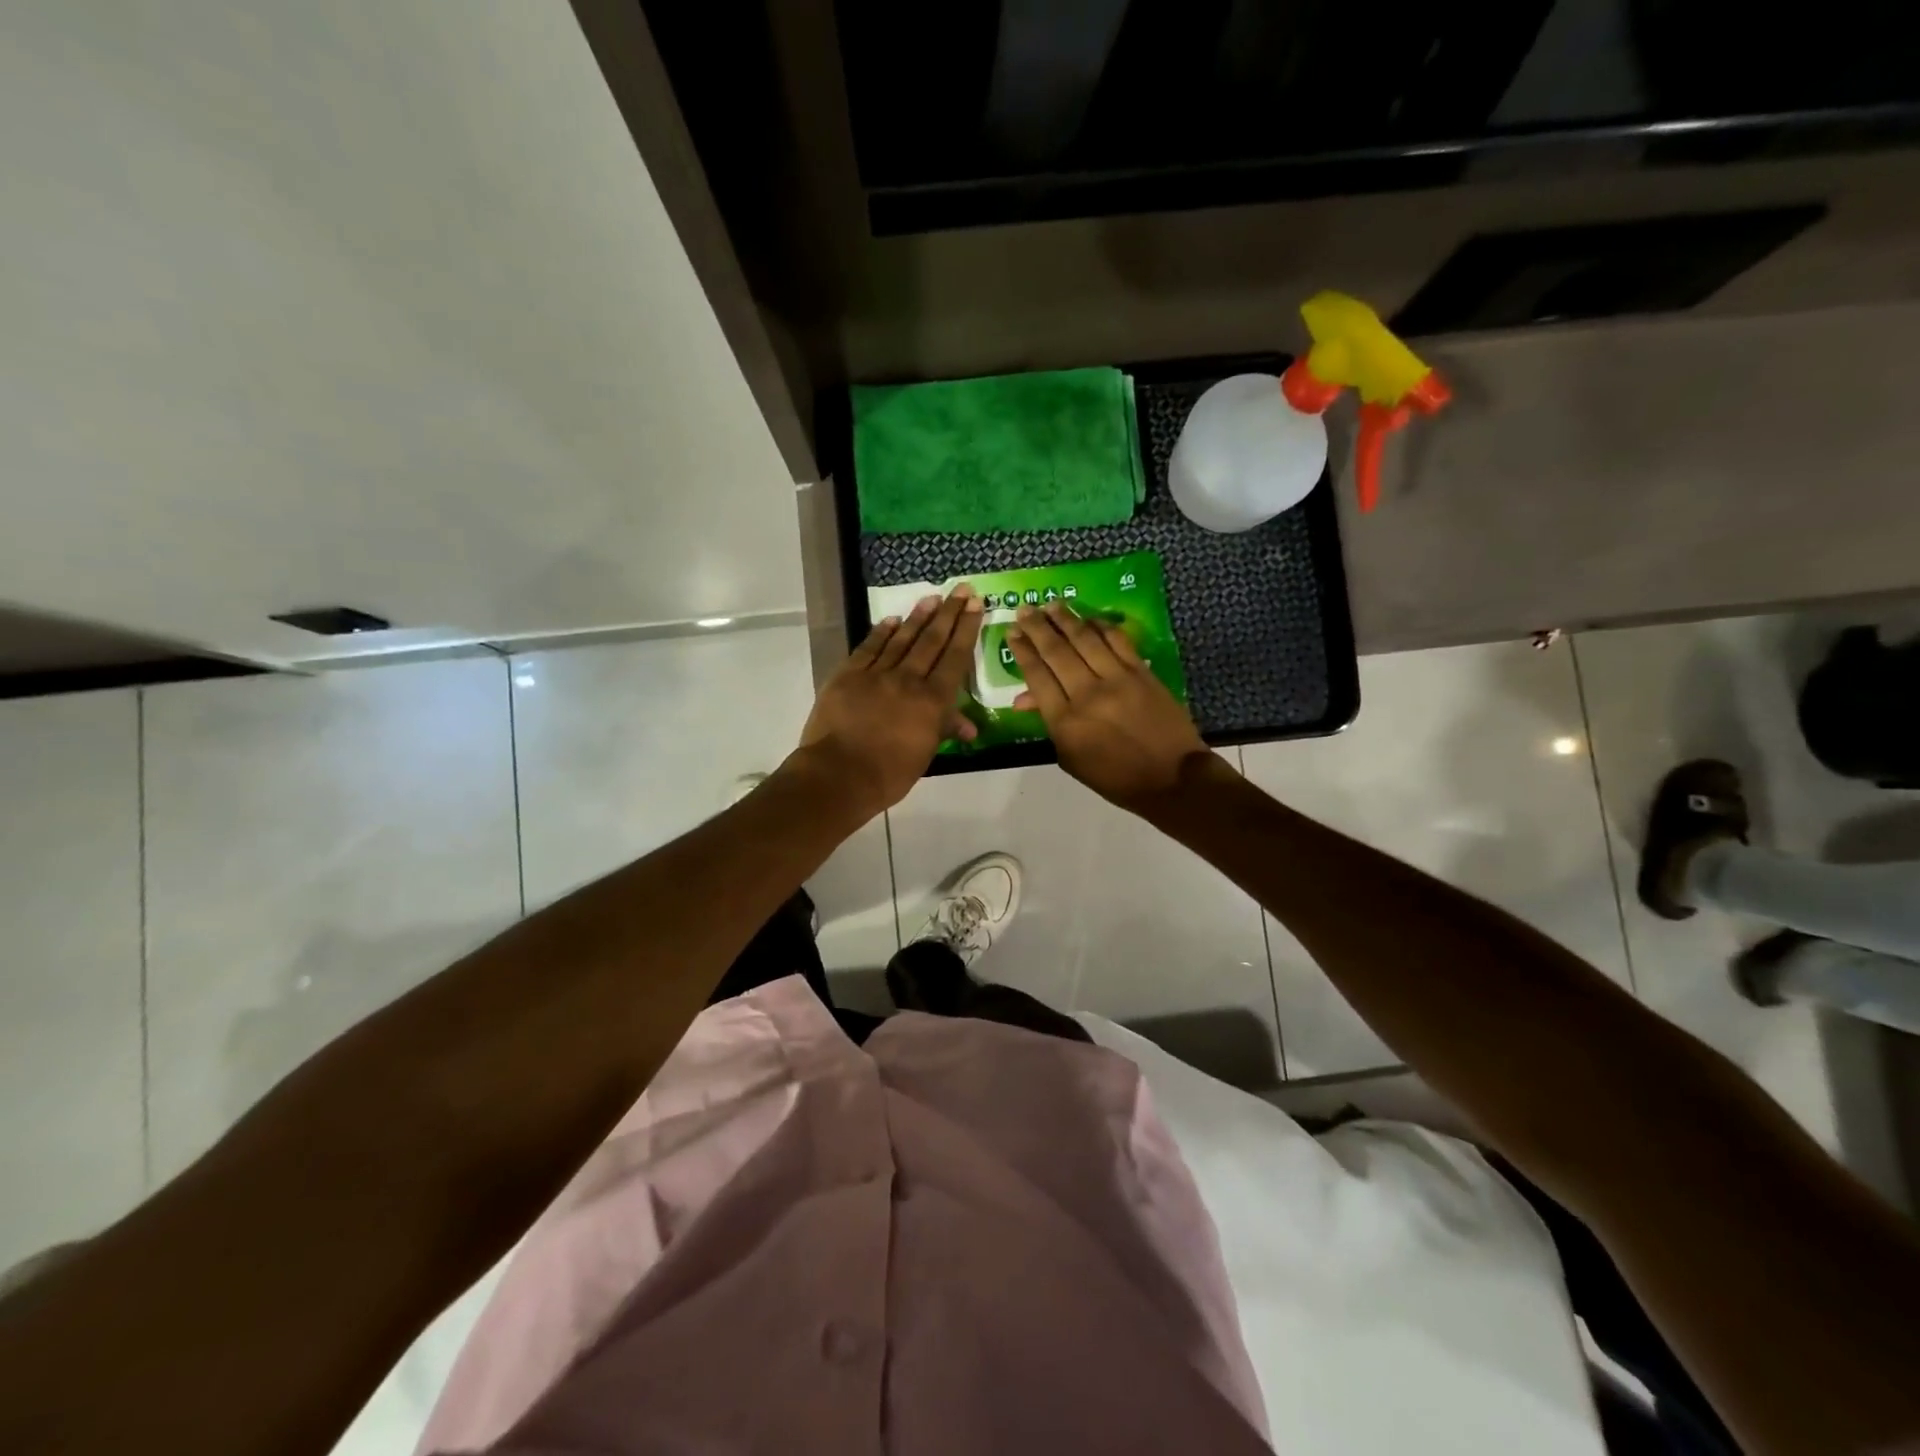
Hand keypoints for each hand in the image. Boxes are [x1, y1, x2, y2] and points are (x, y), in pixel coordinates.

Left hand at [792, 585, 983, 815]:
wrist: (839, 774)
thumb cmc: (888, 773)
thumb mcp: (925, 755)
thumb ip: (944, 730)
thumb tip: (969, 727)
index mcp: (932, 701)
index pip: (955, 658)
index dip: (966, 629)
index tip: (975, 604)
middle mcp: (908, 679)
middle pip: (932, 641)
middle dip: (948, 613)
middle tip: (961, 589)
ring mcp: (876, 673)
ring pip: (902, 639)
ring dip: (919, 617)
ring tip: (932, 598)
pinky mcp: (848, 675)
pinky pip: (869, 648)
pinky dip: (881, 632)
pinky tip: (892, 620)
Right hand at [1007, 602, 1211, 811]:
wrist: (1171, 778)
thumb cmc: (1115, 777)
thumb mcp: (1071, 758)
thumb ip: (1048, 724)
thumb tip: (1024, 697)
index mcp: (1065, 722)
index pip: (1037, 676)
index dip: (1022, 651)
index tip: (1012, 633)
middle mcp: (1087, 694)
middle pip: (1056, 651)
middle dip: (1037, 627)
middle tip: (1024, 610)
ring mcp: (1117, 679)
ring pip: (1085, 639)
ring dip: (1065, 619)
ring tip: (1052, 605)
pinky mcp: (1141, 672)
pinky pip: (1117, 640)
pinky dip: (1101, 626)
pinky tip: (1089, 618)